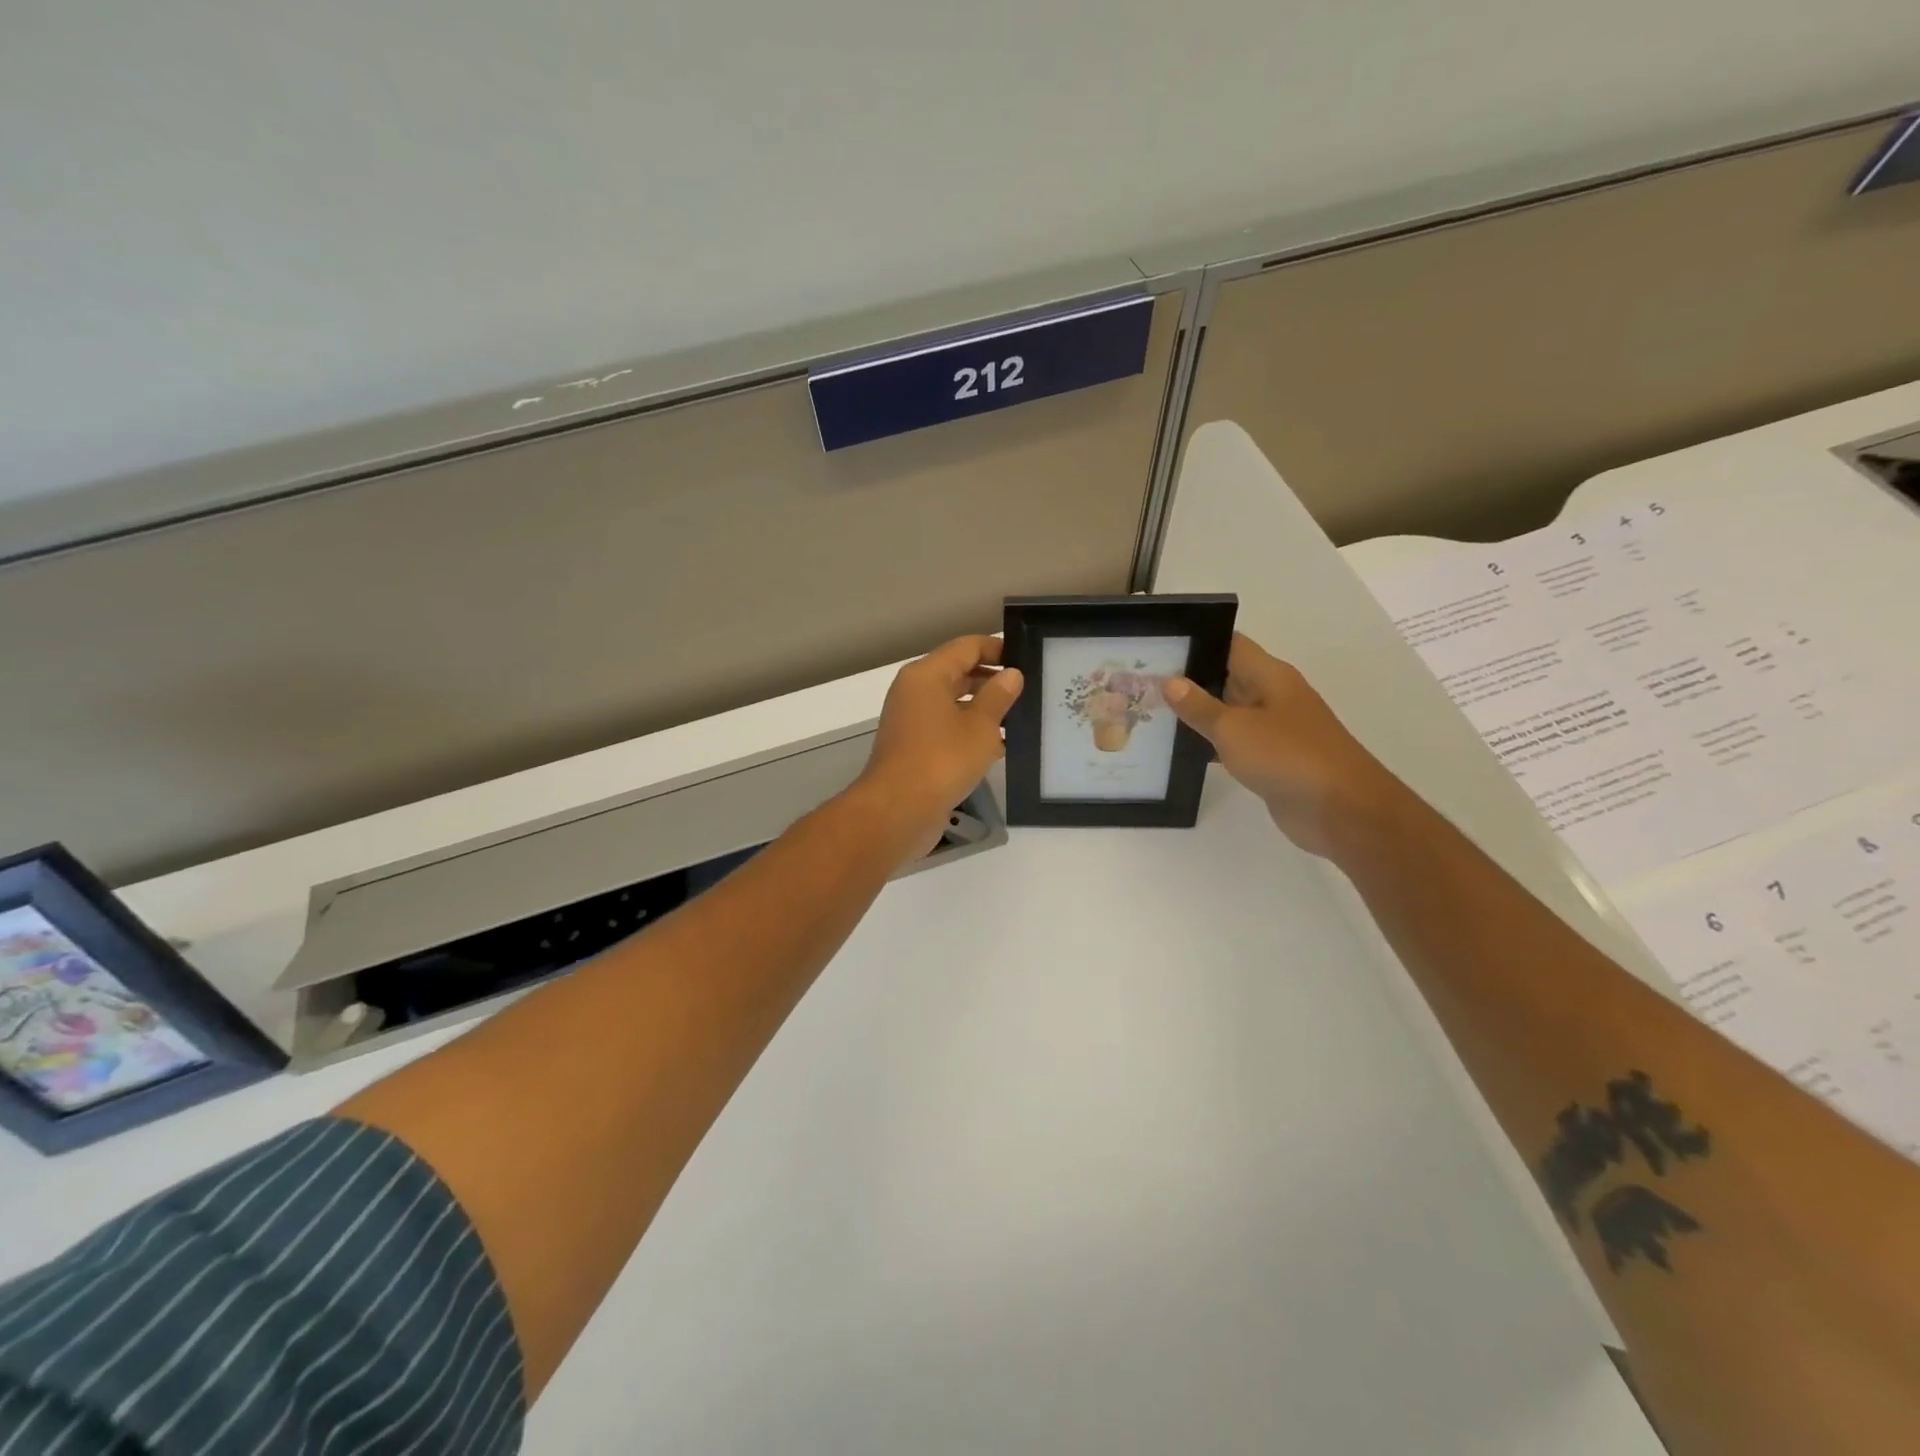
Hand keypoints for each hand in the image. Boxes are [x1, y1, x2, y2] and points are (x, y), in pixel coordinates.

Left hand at [852, 635, 1023, 859]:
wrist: (898, 811)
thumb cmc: (942, 760)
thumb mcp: (980, 726)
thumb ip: (998, 696)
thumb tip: (1011, 674)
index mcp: (927, 675)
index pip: (967, 647)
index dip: (997, 649)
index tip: (1028, 659)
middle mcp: (915, 691)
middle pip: (958, 672)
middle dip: (993, 679)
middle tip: (1031, 689)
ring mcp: (912, 720)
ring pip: (954, 702)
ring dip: (984, 708)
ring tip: (1023, 717)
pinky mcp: (915, 747)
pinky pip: (948, 727)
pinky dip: (971, 731)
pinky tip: (1001, 745)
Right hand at [1164, 633, 1405, 859]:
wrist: (1341, 810)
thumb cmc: (1288, 756)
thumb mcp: (1234, 728)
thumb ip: (1200, 706)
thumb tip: (1170, 681)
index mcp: (1270, 676)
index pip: (1230, 644)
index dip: (1196, 641)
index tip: (1157, 646)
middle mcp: (1273, 696)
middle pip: (1227, 677)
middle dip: (1188, 679)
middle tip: (1142, 680)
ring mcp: (1274, 729)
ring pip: (1228, 712)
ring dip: (1197, 714)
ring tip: (1150, 712)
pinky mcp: (1272, 760)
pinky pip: (1235, 743)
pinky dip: (1210, 744)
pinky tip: (1179, 749)